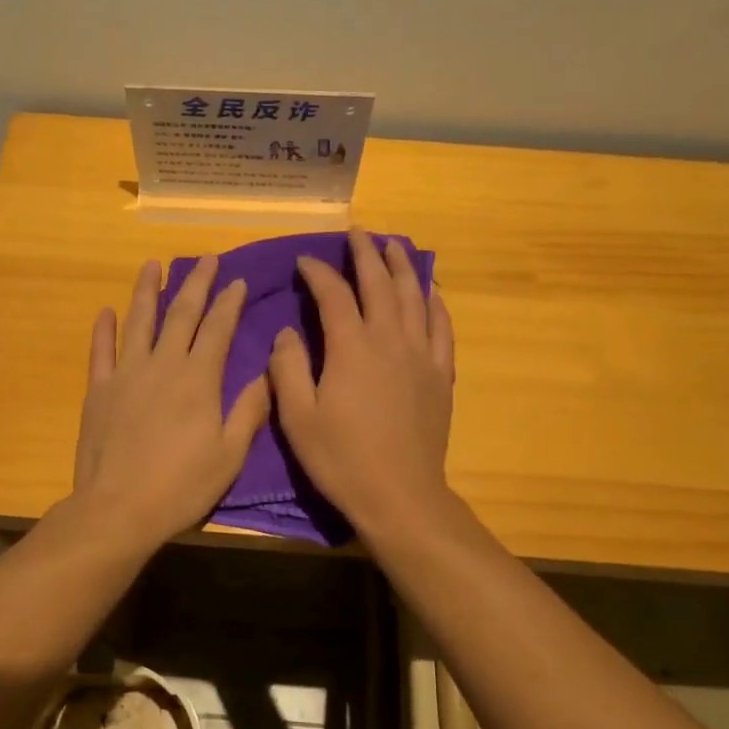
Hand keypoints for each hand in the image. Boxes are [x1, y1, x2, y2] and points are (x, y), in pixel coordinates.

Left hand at [70, 256, 270, 550]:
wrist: (118, 509)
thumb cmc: (181, 486)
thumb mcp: (230, 455)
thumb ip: (249, 411)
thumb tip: (268, 374)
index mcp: (198, 380)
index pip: (218, 329)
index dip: (229, 303)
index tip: (237, 281)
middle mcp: (163, 365)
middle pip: (181, 314)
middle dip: (196, 284)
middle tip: (206, 259)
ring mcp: (126, 375)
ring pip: (139, 322)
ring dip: (147, 291)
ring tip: (153, 265)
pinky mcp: (98, 391)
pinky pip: (101, 351)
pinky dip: (103, 329)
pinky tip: (106, 311)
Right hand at [268, 229, 456, 540]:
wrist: (400, 495)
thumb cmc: (342, 459)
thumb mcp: (298, 418)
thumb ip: (289, 369)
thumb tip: (287, 333)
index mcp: (351, 348)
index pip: (334, 295)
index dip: (318, 273)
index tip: (305, 261)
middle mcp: (389, 340)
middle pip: (379, 284)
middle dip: (365, 254)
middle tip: (356, 233)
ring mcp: (420, 355)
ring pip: (413, 297)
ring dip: (402, 267)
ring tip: (393, 246)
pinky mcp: (440, 375)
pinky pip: (441, 327)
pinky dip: (435, 303)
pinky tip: (431, 291)